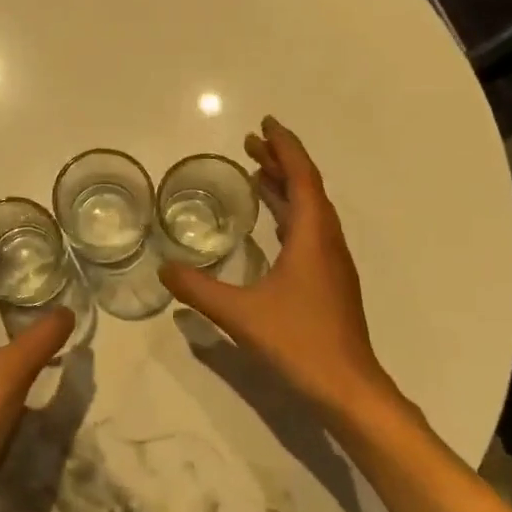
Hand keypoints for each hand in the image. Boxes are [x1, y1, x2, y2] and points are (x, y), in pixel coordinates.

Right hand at [161, 117, 397, 417]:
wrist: (347, 387)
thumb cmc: (298, 342)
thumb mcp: (240, 314)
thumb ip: (198, 289)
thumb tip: (163, 269)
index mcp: (312, 237)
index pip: (301, 177)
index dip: (284, 147)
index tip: (265, 124)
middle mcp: (327, 241)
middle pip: (307, 188)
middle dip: (280, 161)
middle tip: (250, 144)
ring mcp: (332, 263)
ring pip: (311, 210)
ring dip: (286, 187)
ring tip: (256, 174)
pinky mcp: (330, 282)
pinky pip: (310, 231)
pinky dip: (289, 214)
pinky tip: (271, 226)